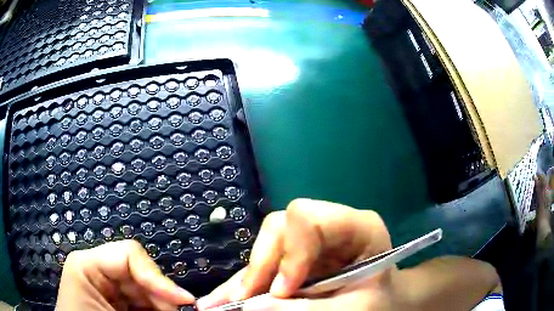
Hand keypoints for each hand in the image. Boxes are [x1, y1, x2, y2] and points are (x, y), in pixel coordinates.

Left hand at [56, 239, 194, 309]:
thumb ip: (151, 307)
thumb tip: (187, 303)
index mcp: (87, 265)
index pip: (129, 254)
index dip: (158, 277)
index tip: (184, 301)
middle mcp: (96, 269)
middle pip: (139, 273)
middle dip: (161, 295)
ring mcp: (104, 286)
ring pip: (142, 288)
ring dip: (160, 305)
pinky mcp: (112, 300)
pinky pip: (138, 300)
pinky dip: (152, 309)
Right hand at [196, 198, 403, 310]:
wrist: (386, 302)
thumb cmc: (380, 302)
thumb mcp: (354, 308)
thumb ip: (309, 309)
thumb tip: (253, 307)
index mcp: (357, 227)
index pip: (310, 219)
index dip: (289, 254)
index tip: (280, 291)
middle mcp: (329, 226)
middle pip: (280, 228)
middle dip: (260, 266)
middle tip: (245, 299)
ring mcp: (310, 243)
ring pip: (265, 246)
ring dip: (245, 279)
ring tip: (223, 304)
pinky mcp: (295, 259)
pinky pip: (264, 266)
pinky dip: (243, 285)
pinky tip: (223, 300)